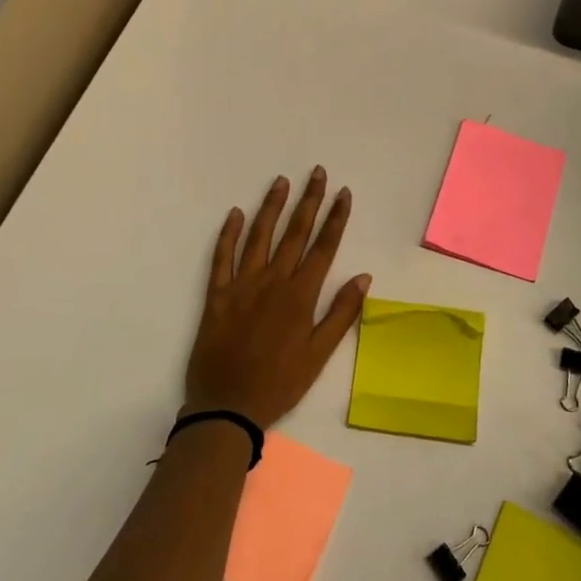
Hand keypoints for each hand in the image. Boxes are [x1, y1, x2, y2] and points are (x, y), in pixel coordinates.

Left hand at [184, 167, 370, 430]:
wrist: (227, 408)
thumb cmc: (279, 384)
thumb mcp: (319, 355)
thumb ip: (341, 313)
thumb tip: (363, 277)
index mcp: (300, 296)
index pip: (324, 247)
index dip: (335, 218)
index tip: (343, 193)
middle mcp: (273, 281)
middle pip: (295, 233)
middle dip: (309, 201)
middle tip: (317, 172)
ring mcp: (242, 285)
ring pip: (259, 236)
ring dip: (272, 207)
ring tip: (281, 182)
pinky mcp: (217, 295)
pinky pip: (221, 257)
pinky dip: (229, 234)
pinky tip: (236, 213)